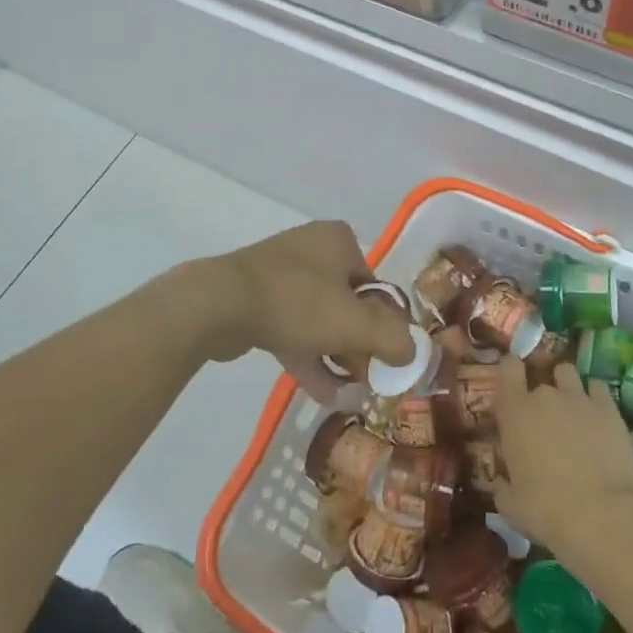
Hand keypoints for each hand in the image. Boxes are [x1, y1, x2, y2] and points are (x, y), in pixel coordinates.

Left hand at [199, 221, 413, 398]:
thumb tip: (412, 353)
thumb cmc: (297, 302)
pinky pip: (292, 328)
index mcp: (338, 241)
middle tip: (369, 377)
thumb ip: (391, 338)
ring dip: (336, 354)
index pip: (375, 284)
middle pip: (348, 303)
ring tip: (350, 389)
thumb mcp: (354, 322)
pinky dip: (308, 356)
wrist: (220, 304)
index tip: (388, 356)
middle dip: (360, 343)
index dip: (386, 322)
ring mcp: (280, 274)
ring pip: (319, 318)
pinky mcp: (256, 299)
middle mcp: (312, 250)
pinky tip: (322, 391)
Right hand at [492, 357, 632, 558]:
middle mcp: (545, 396)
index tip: (514, 385)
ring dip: (566, 387)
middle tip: (545, 421)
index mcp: (514, 412)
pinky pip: (598, 387)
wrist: (602, 517)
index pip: (508, 368)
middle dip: (541, 397)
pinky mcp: (609, 409)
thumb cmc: (547, 511)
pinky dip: (595, 397)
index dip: (511, 372)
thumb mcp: (511, 506)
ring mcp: (579, 398)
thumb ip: (502, 487)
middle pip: (540, 379)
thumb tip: (501, 484)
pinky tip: (598, 416)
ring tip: (572, 409)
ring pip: (568, 373)